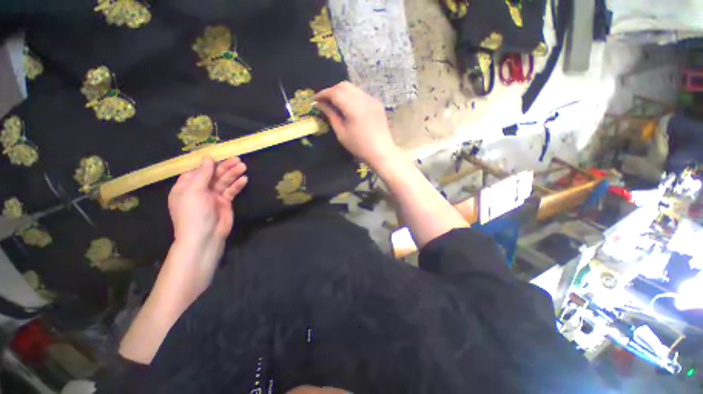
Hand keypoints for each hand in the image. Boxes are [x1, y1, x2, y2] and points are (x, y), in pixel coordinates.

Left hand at [168, 156, 247, 246]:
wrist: (205, 236)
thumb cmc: (194, 213)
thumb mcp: (194, 190)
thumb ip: (202, 173)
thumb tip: (207, 157)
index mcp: (186, 186)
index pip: (198, 171)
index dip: (209, 164)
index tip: (220, 156)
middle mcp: (200, 190)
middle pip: (213, 175)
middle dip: (225, 167)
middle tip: (238, 159)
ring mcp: (213, 196)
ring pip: (224, 181)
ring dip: (233, 174)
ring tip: (243, 166)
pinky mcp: (225, 202)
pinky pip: (231, 191)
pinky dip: (237, 185)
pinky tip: (244, 179)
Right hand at [315, 82, 399, 169]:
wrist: (381, 152)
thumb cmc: (359, 146)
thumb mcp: (341, 133)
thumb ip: (331, 115)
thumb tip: (320, 104)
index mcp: (354, 107)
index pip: (335, 92)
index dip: (323, 94)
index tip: (315, 100)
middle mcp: (364, 98)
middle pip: (344, 85)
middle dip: (331, 91)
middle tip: (324, 101)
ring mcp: (372, 99)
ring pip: (353, 88)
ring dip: (342, 93)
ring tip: (335, 104)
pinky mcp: (377, 103)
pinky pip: (361, 94)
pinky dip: (351, 97)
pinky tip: (349, 107)